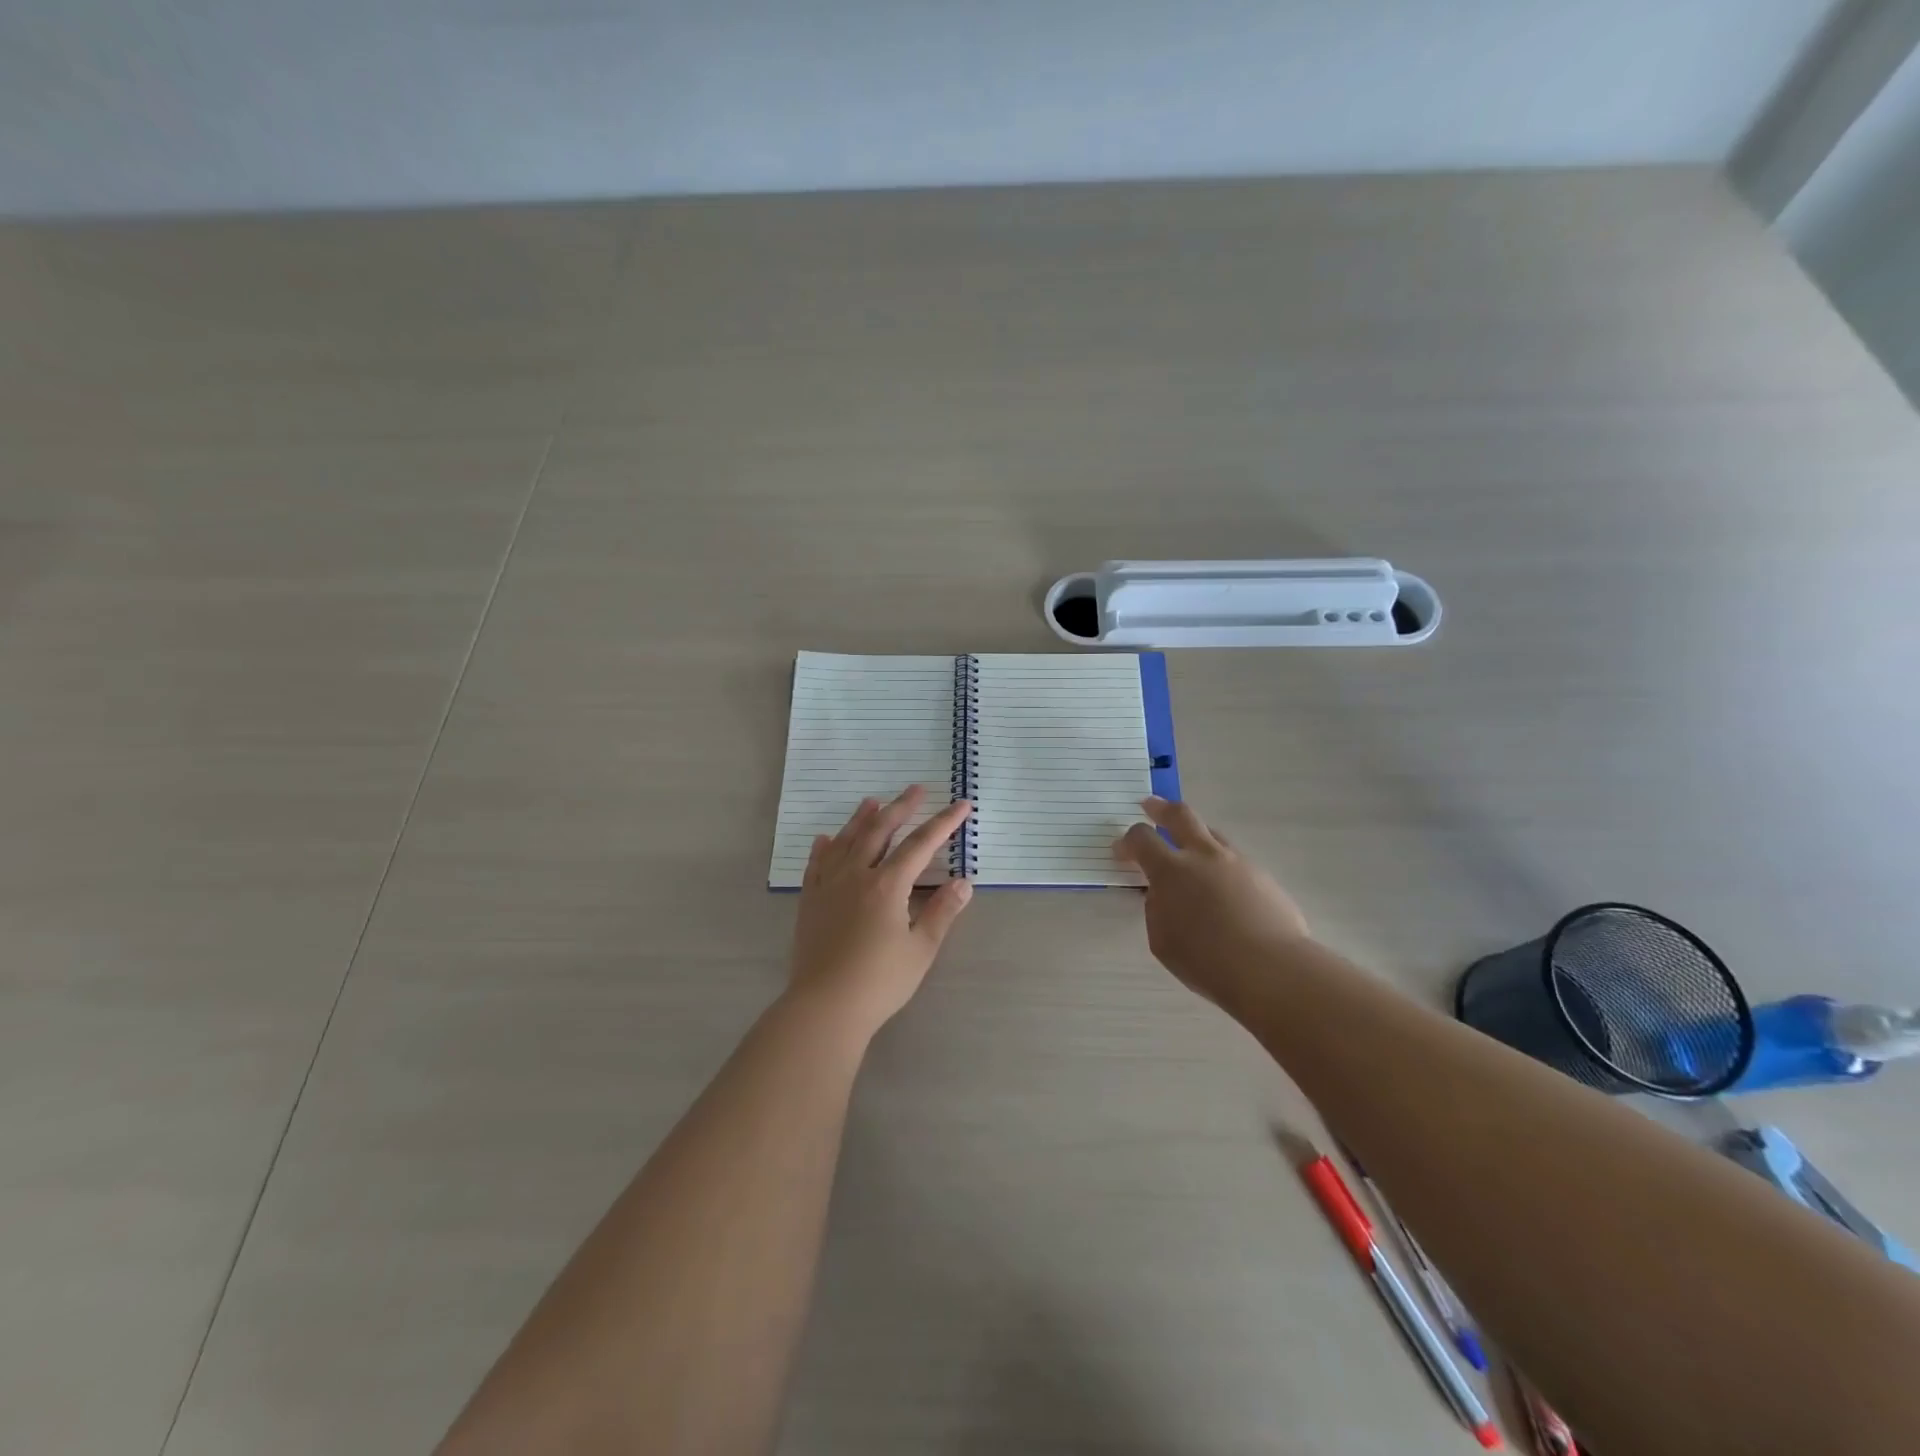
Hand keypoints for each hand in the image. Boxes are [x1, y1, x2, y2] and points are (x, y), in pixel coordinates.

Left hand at [789, 785, 973, 1036]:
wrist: (824, 1006)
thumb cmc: (879, 981)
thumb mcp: (920, 949)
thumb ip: (942, 912)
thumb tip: (964, 883)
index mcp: (887, 885)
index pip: (921, 844)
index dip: (943, 823)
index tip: (961, 805)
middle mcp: (856, 875)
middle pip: (880, 831)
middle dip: (902, 807)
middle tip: (917, 789)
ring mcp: (829, 886)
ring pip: (846, 840)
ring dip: (862, 818)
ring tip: (873, 800)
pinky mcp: (810, 901)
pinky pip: (817, 864)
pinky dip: (825, 847)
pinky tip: (826, 838)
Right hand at [1113, 797, 1309, 1010]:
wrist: (1271, 969)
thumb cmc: (1206, 961)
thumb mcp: (1162, 939)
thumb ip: (1157, 909)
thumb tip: (1163, 894)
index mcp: (1171, 871)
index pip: (1142, 839)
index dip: (1127, 841)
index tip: (1121, 850)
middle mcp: (1204, 856)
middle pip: (1181, 815)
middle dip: (1161, 808)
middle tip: (1150, 806)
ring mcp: (1238, 863)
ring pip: (1212, 834)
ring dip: (1195, 836)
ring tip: (1189, 849)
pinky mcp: (1263, 877)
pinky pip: (1235, 860)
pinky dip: (1220, 865)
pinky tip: (1223, 889)